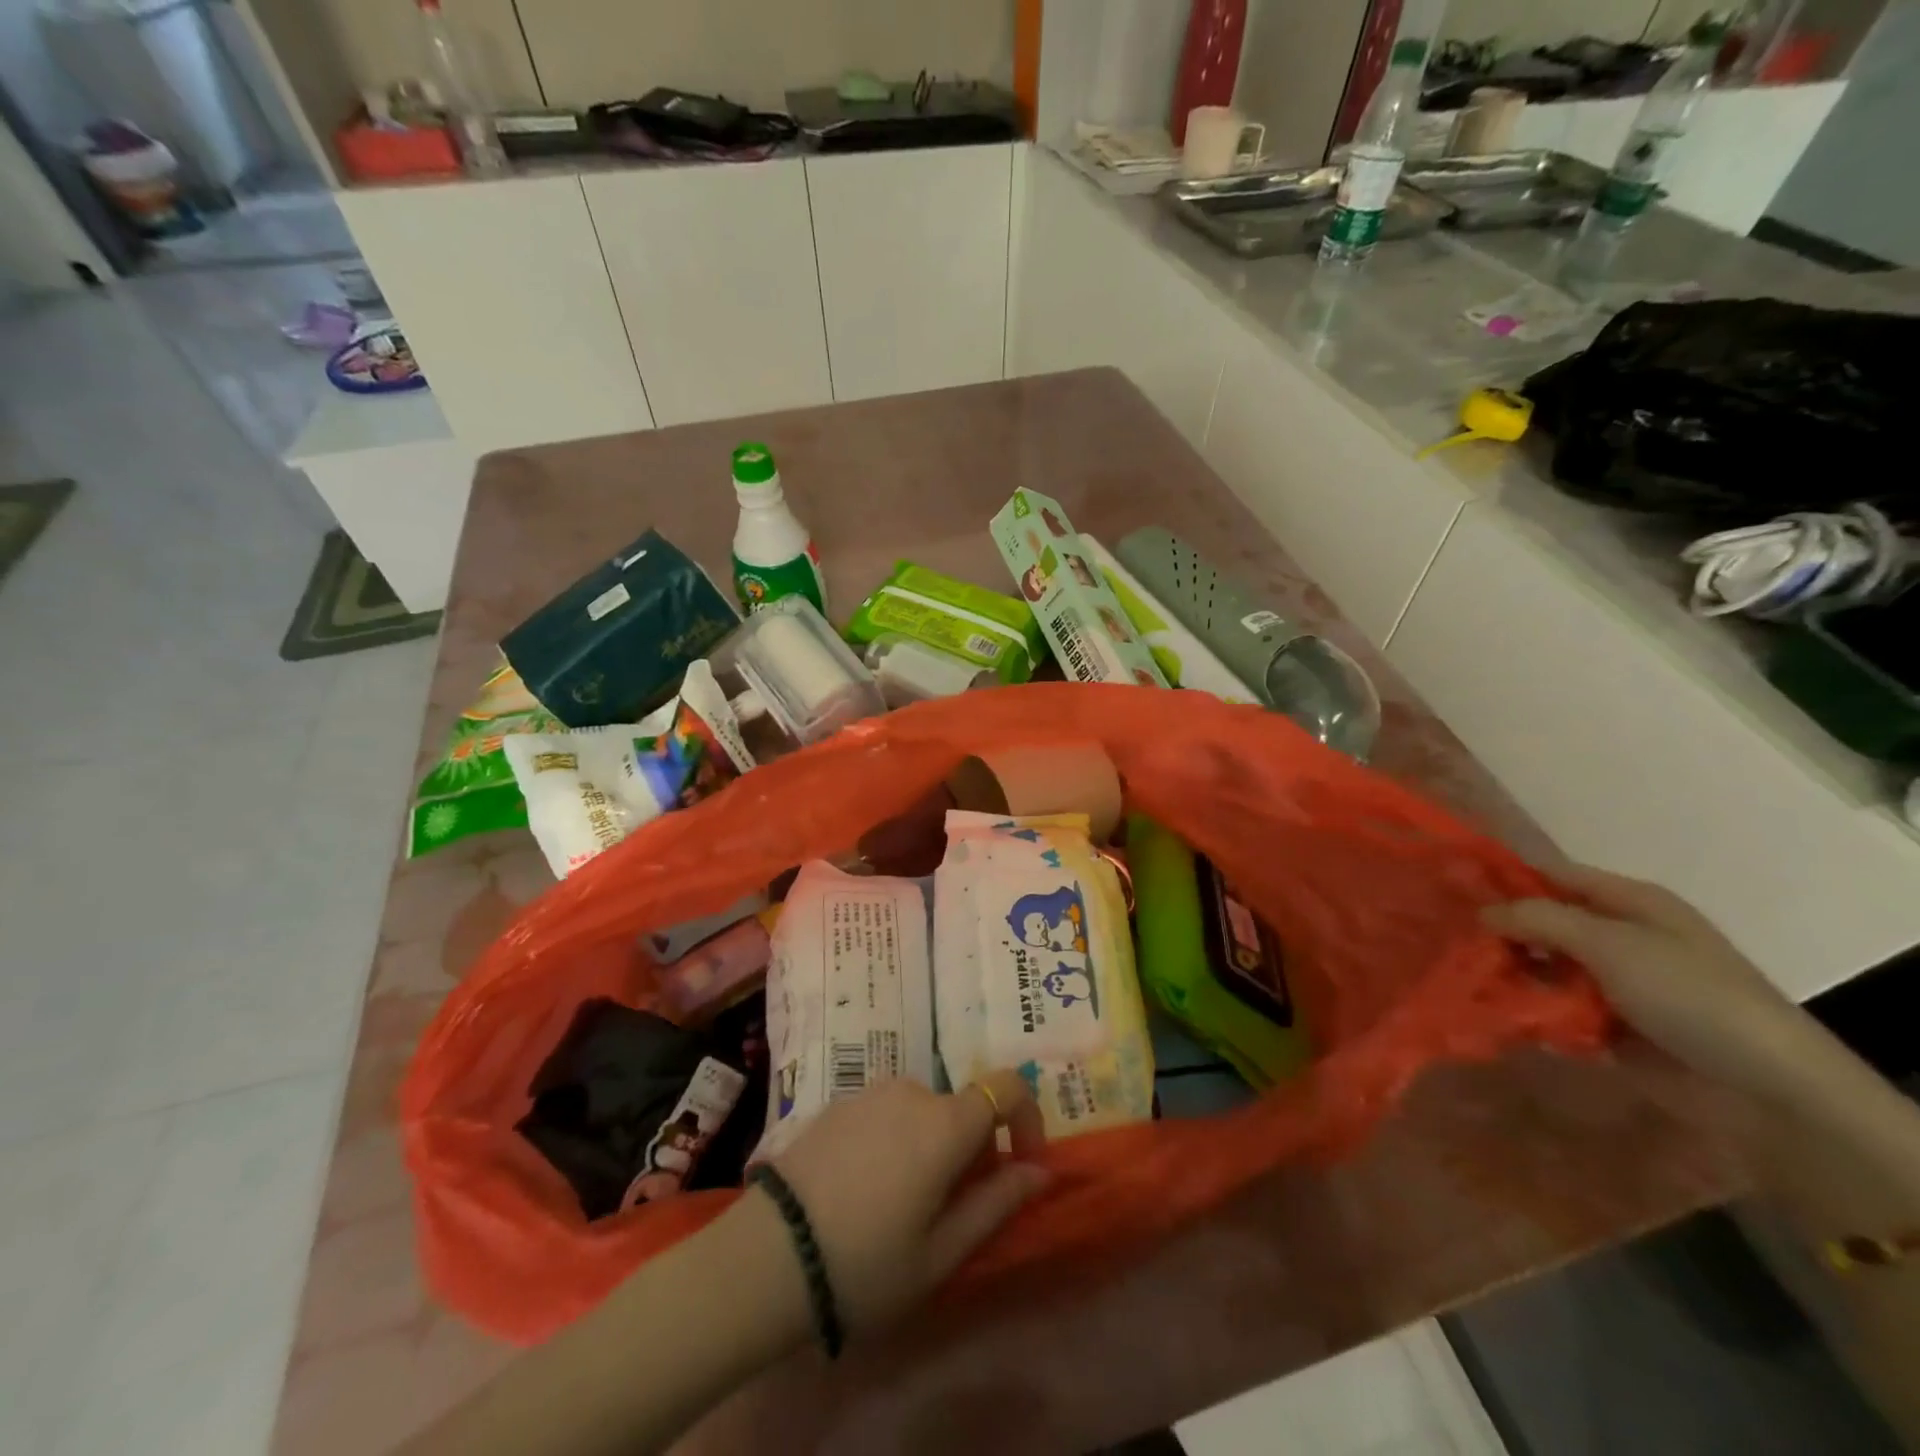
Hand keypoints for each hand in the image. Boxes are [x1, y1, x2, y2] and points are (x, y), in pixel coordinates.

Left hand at [766, 1071, 1048, 1333]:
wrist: (767, 1257)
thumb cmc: (866, 1264)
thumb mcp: (941, 1253)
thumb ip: (997, 1203)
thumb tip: (1040, 1170)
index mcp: (945, 1123)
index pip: (1008, 1086)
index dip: (1027, 1118)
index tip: (1020, 1164)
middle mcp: (912, 1091)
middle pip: (962, 1107)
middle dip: (974, 1147)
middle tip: (953, 1207)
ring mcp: (870, 1092)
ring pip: (924, 1111)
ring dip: (933, 1144)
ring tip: (905, 1204)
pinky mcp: (838, 1103)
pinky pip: (886, 1113)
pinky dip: (896, 1140)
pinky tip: (866, 1189)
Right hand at [1482, 865, 1806, 1092]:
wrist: (1765, 1089)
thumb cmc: (1690, 995)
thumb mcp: (1610, 943)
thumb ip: (1539, 918)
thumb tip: (1482, 911)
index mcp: (1629, 904)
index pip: (1553, 876)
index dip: (1506, 878)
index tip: (1452, 888)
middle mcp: (1619, 937)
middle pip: (1543, 924)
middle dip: (1502, 934)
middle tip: (1456, 944)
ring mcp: (1614, 984)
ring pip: (1543, 969)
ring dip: (1513, 977)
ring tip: (1473, 984)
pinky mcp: (1609, 1026)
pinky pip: (1555, 1010)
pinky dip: (1531, 1014)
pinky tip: (1501, 1018)